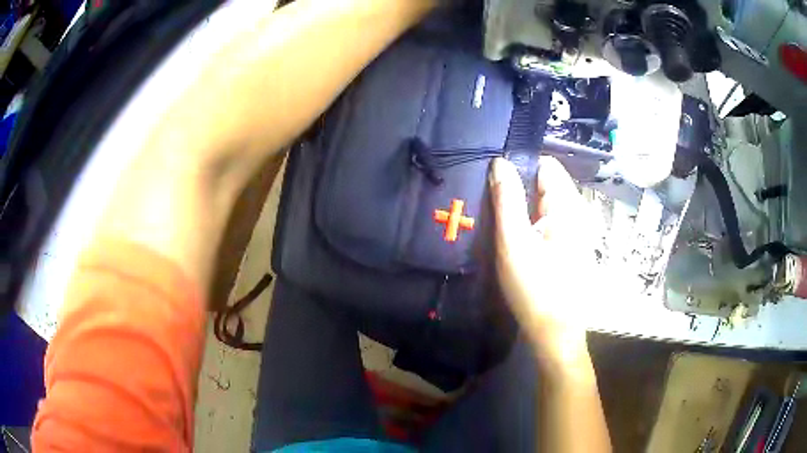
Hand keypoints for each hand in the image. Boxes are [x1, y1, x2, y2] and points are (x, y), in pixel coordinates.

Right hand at [490, 157, 598, 369]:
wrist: (555, 331)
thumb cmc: (535, 288)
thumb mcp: (514, 242)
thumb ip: (507, 199)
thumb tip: (499, 162)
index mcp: (568, 206)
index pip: (545, 165)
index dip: (520, 168)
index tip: (497, 186)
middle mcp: (578, 211)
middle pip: (546, 182)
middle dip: (520, 189)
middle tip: (496, 211)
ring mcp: (577, 228)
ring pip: (546, 201)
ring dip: (524, 207)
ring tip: (504, 227)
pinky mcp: (572, 244)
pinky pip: (550, 219)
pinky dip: (532, 222)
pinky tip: (519, 242)